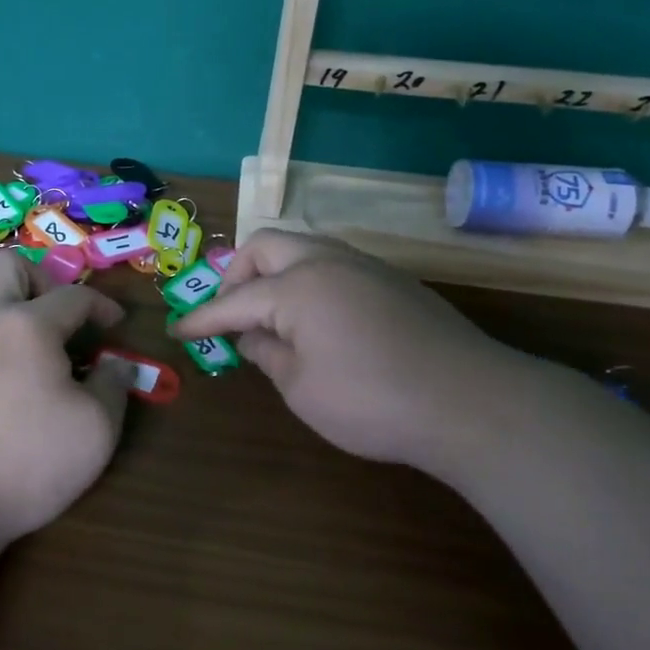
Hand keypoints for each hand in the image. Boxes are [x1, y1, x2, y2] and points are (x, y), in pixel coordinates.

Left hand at [0, 250, 132, 550]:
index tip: (114, 324)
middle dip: (41, 280)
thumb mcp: (95, 432)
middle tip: (55, 317)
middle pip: (10, 266)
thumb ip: (112, 388)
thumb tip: (114, 364)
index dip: (101, 305)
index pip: (74, 296)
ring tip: (8, 324)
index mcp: (29, 326)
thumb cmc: (22, 465)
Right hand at [169, 232, 548, 483]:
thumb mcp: (303, 389)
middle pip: (266, 247)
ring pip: (304, 247)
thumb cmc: (373, 401)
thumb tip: (252, 336)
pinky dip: (309, 280)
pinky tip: (316, 318)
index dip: (202, 319)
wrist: (472, 402)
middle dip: (238, 275)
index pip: (234, 300)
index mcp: (297, 286)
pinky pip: (335, 264)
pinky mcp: (395, 281)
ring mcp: (366, 266)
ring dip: (275, 272)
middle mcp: (328, 262)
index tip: (177, 330)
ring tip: (270, 314)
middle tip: (230, 313)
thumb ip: (269, 355)